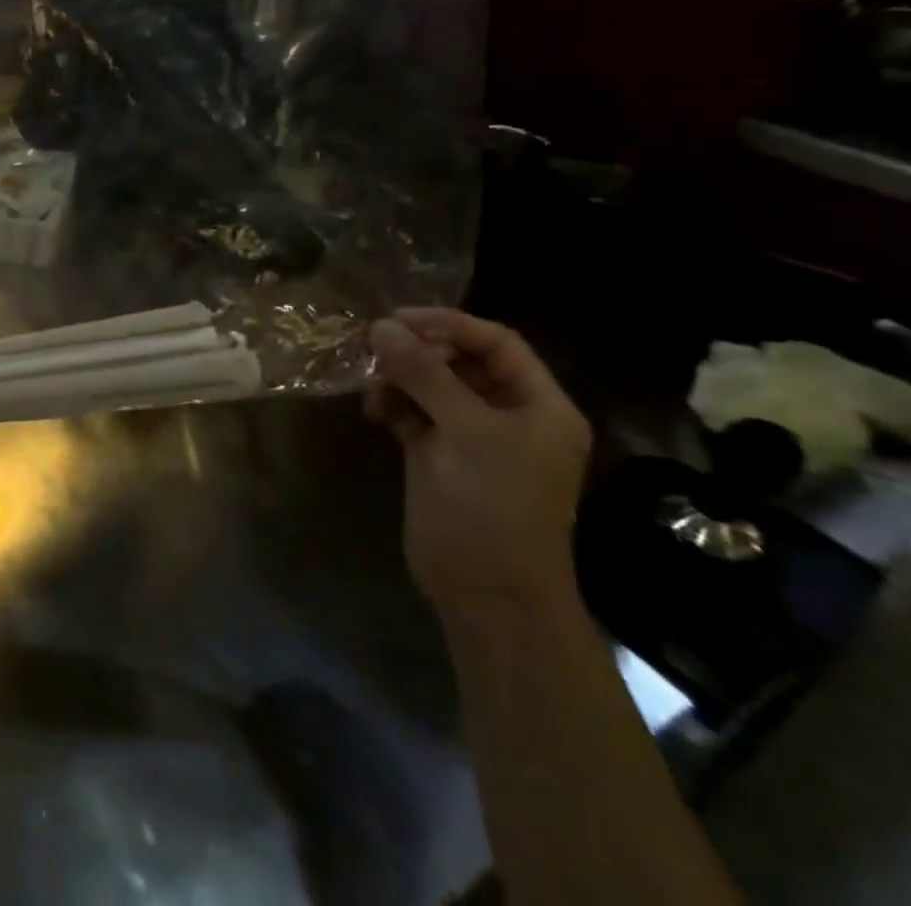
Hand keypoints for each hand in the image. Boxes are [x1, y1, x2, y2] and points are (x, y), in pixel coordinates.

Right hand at [366, 309, 591, 628]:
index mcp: (537, 406)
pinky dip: (392, 404)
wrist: (485, 591)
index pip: (497, 343)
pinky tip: (374, 412)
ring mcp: (470, 436)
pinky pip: (412, 412)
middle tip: (375, 350)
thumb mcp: (464, 431)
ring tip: (373, 389)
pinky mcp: (437, 455)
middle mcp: (507, 415)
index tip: (398, 319)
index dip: (449, 324)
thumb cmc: (492, 504)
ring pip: (430, 385)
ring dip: (399, 378)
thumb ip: (423, 374)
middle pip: (460, 361)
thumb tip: (381, 325)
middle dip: (417, 352)